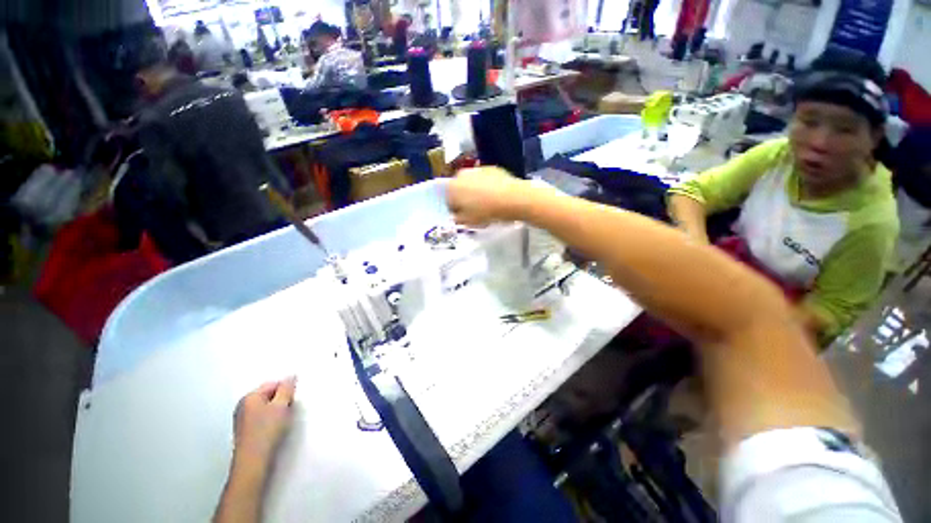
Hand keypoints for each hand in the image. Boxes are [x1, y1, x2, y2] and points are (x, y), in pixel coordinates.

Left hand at [232, 377, 296, 470]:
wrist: (253, 463)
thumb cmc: (267, 432)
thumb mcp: (282, 405)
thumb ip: (287, 388)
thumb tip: (291, 377)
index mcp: (249, 397)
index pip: (273, 384)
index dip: (286, 390)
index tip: (292, 401)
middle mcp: (242, 406)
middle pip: (268, 396)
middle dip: (280, 401)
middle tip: (288, 412)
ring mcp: (242, 420)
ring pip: (265, 408)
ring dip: (276, 412)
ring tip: (281, 423)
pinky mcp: (245, 433)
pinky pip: (261, 419)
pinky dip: (270, 422)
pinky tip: (274, 431)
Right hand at [447, 167, 539, 226]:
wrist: (513, 199)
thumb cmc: (487, 212)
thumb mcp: (468, 222)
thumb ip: (457, 219)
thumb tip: (456, 216)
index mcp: (452, 188)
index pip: (447, 200)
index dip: (455, 210)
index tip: (463, 217)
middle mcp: (461, 175)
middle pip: (459, 190)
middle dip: (464, 199)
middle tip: (474, 212)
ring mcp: (477, 169)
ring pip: (472, 184)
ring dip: (475, 192)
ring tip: (487, 205)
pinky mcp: (492, 168)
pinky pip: (485, 180)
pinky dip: (487, 187)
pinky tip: (495, 197)